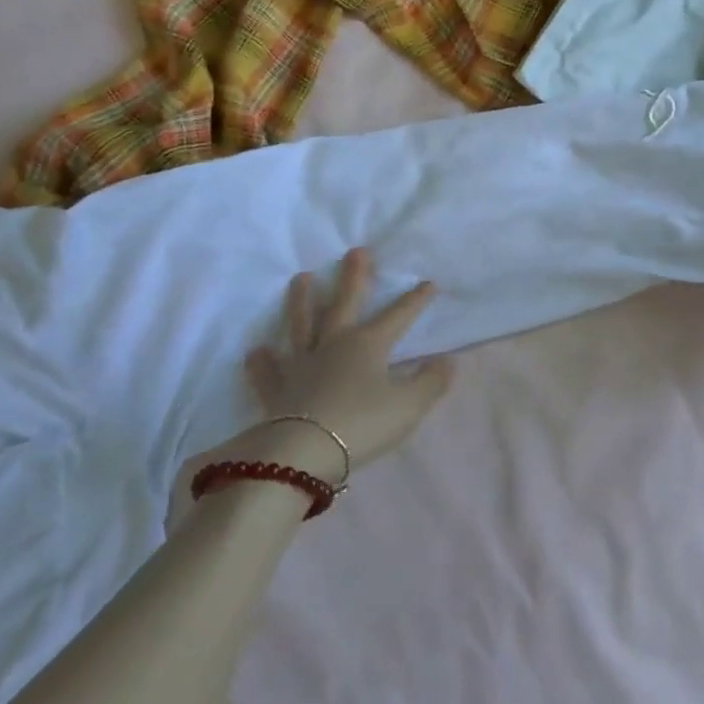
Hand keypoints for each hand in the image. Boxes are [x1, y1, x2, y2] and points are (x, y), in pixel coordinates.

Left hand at [171, 250, 454, 526]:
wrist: (305, 452)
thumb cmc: (363, 424)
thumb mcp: (409, 406)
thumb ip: (431, 382)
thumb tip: (447, 361)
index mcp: (368, 344)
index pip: (398, 316)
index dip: (415, 300)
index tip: (428, 283)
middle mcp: (333, 344)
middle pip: (344, 303)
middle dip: (353, 277)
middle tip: (356, 251)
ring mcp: (302, 365)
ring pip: (301, 325)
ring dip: (302, 301)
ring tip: (302, 278)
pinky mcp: (277, 391)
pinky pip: (269, 372)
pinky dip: (262, 362)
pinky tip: (257, 351)